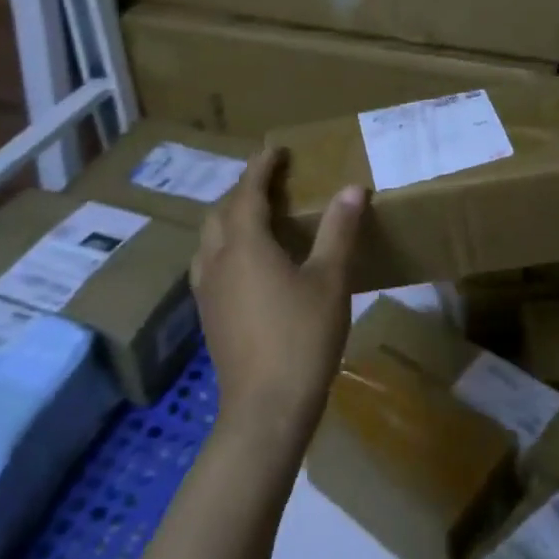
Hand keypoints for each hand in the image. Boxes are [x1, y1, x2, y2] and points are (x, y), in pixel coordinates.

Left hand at [191, 148, 365, 446]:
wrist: (265, 408)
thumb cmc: (302, 338)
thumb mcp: (330, 281)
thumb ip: (339, 231)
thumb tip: (352, 188)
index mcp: (245, 244)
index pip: (248, 192)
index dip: (261, 167)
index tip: (275, 150)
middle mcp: (217, 260)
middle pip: (221, 212)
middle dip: (242, 190)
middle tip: (269, 182)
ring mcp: (207, 290)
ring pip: (209, 239)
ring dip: (228, 218)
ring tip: (254, 217)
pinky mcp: (208, 315)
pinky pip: (208, 263)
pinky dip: (224, 246)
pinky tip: (244, 263)